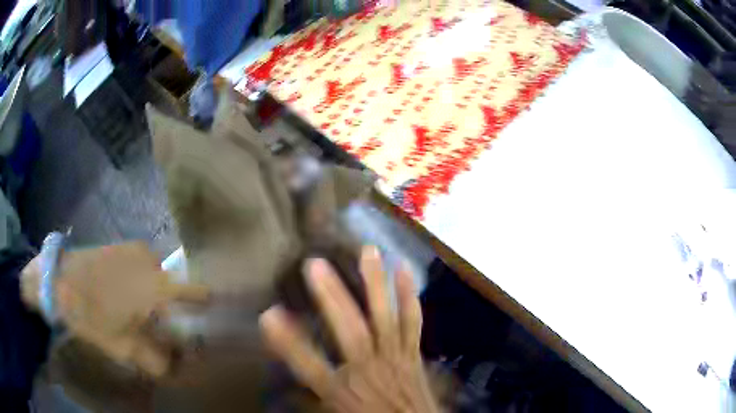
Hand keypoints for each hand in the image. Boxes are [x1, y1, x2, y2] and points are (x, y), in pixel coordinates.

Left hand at [20, 242, 208, 376]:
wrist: (58, 278)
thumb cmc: (91, 313)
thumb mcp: (123, 347)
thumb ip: (157, 361)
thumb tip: (184, 370)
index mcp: (155, 284)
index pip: (198, 293)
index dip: (207, 309)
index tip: (210, 325)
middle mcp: (152, 260)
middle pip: (178, 290)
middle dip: (176, 311)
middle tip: (164, 330)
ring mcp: (138, 249)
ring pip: (162, 279)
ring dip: (159, 298)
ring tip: (142, 314)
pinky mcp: (125, 246)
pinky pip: (146, 268)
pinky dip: (145, 284)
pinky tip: (127, 296)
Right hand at [260, 246, 439, 412]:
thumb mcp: (334, 410)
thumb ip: (311, 394)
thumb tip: (285, 381)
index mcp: (343, 390)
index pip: (310, 365)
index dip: (287, 341)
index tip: (267, 314)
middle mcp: (369, 369)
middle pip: (349, 332)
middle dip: (331, 297)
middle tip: (313, 264)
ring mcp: (395, 357)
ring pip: (385, 318)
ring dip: (375, 283)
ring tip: (368, 250)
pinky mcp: (412, 352)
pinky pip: (413, 322)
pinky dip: (409, 295)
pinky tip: (405, 268)